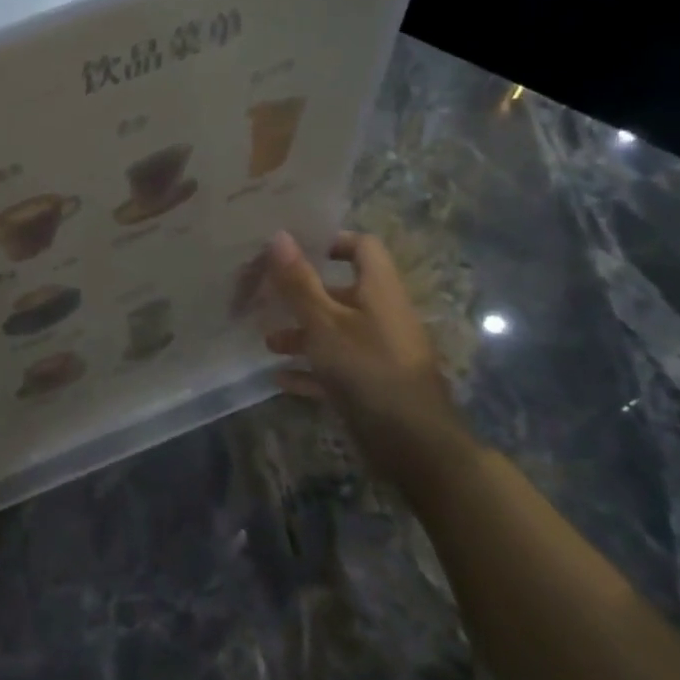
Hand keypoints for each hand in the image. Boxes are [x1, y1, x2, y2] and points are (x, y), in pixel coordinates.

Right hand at [264, 230, 473, 501]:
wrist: (413, 443)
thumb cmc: (367, 369)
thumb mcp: (324, 322)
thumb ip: (299, 282)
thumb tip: (279, 236)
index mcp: (378, 291)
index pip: (362, 247)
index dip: (331, 241)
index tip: (295, 251)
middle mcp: (381, 315)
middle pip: (340, 292)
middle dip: (302, 295)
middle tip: (265, 296)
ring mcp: (377, 352)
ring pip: (334, 332)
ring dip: (301, 334)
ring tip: (268, 343)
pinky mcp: (371, 384)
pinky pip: (335, 368)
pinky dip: (309, 370)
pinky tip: (280, 379)